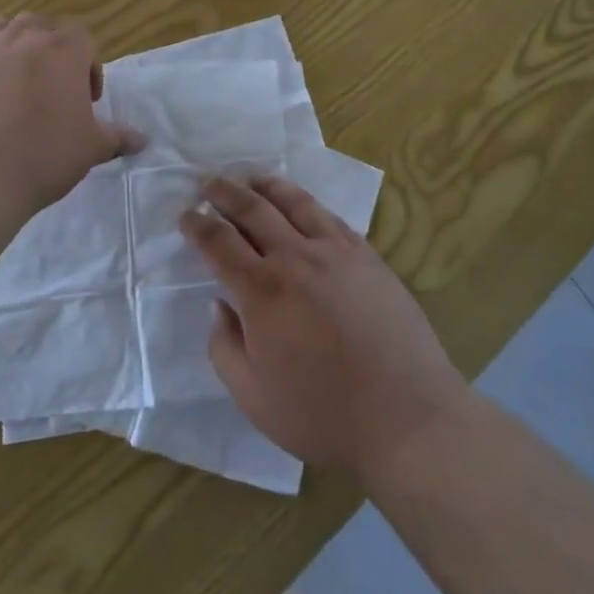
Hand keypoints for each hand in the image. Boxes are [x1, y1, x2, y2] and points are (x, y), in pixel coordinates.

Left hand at [0, 14, 140, 218]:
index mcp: (62, 50)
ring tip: (11, 82)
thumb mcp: (90, 149)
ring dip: (10, 46)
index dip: (87, 65)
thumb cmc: (43, 157)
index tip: (84, 100)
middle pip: (40, 24)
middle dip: (48, 49)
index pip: (82, 36)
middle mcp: (22, 38)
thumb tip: (143, 140)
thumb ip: (117, 138)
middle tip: (50, 87)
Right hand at [179, 176, 471, 480]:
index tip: (186, 215)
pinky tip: (301, 204)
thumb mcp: (253, 398)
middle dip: (224, 192)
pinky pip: (329, 216)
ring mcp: (335, 251)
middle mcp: (295, 258)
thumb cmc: (323, 415)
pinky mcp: (366, 255)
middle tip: (208, 182)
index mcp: (261, 291)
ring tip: (250, 178)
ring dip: (265, 186)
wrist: (406, 416)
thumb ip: (225, 347)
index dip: (197, 225)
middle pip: (252, 209)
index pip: (218, 243)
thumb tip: (219, 305)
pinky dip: (305, 202)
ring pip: (293, 202)